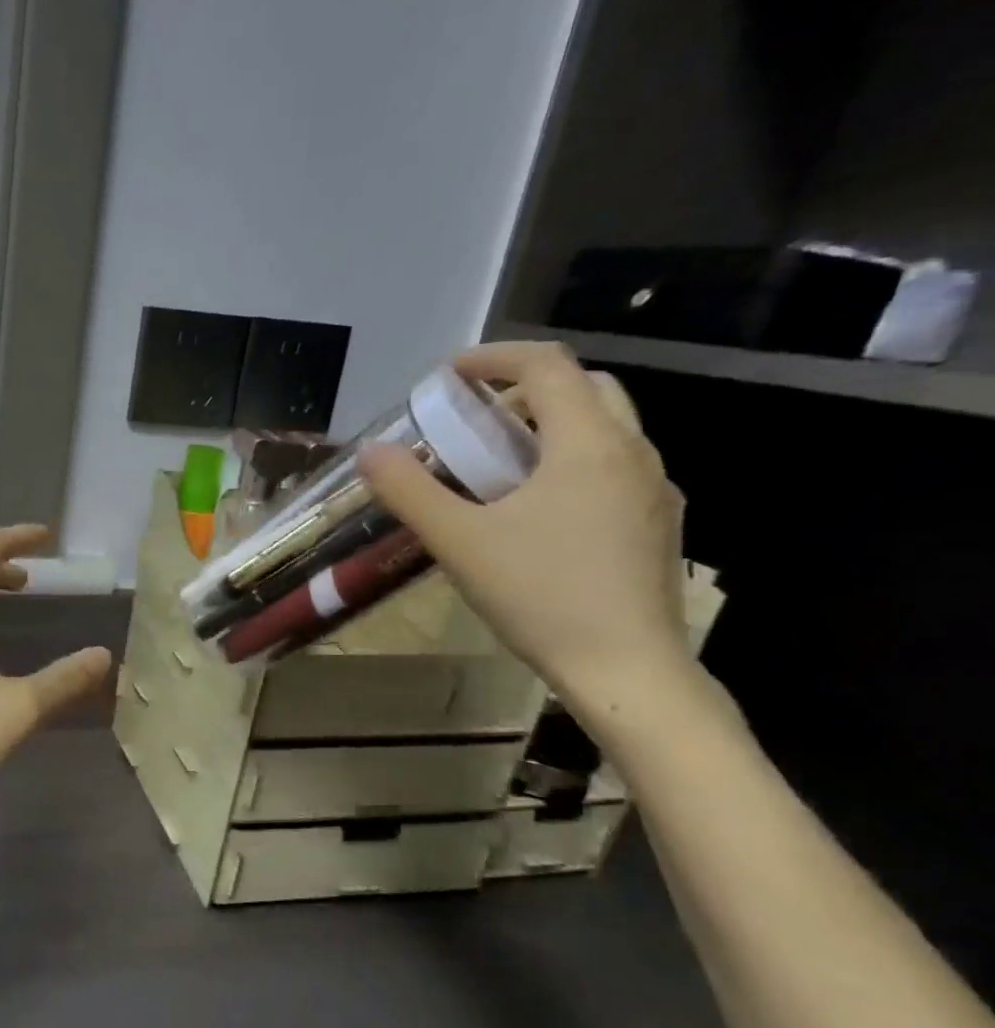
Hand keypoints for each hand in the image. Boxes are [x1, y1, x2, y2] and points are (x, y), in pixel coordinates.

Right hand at [360, 342, 694, 715]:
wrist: (626, 669)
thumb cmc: (540, 596)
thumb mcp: (459, 542)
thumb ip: (410, 491)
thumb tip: (369, 452)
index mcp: (588, 444)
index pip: (547, 366)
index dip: (494, 358)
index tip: (449, 375)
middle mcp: (633, 453)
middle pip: (585, 388)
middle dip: (525, 390)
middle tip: (476, 420)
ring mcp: (654, 491)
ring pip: (605, 429)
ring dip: (550, 427)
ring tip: (499, 466)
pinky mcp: (658, 525)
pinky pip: (614, 468)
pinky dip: (572, 463)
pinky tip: (537, 512)